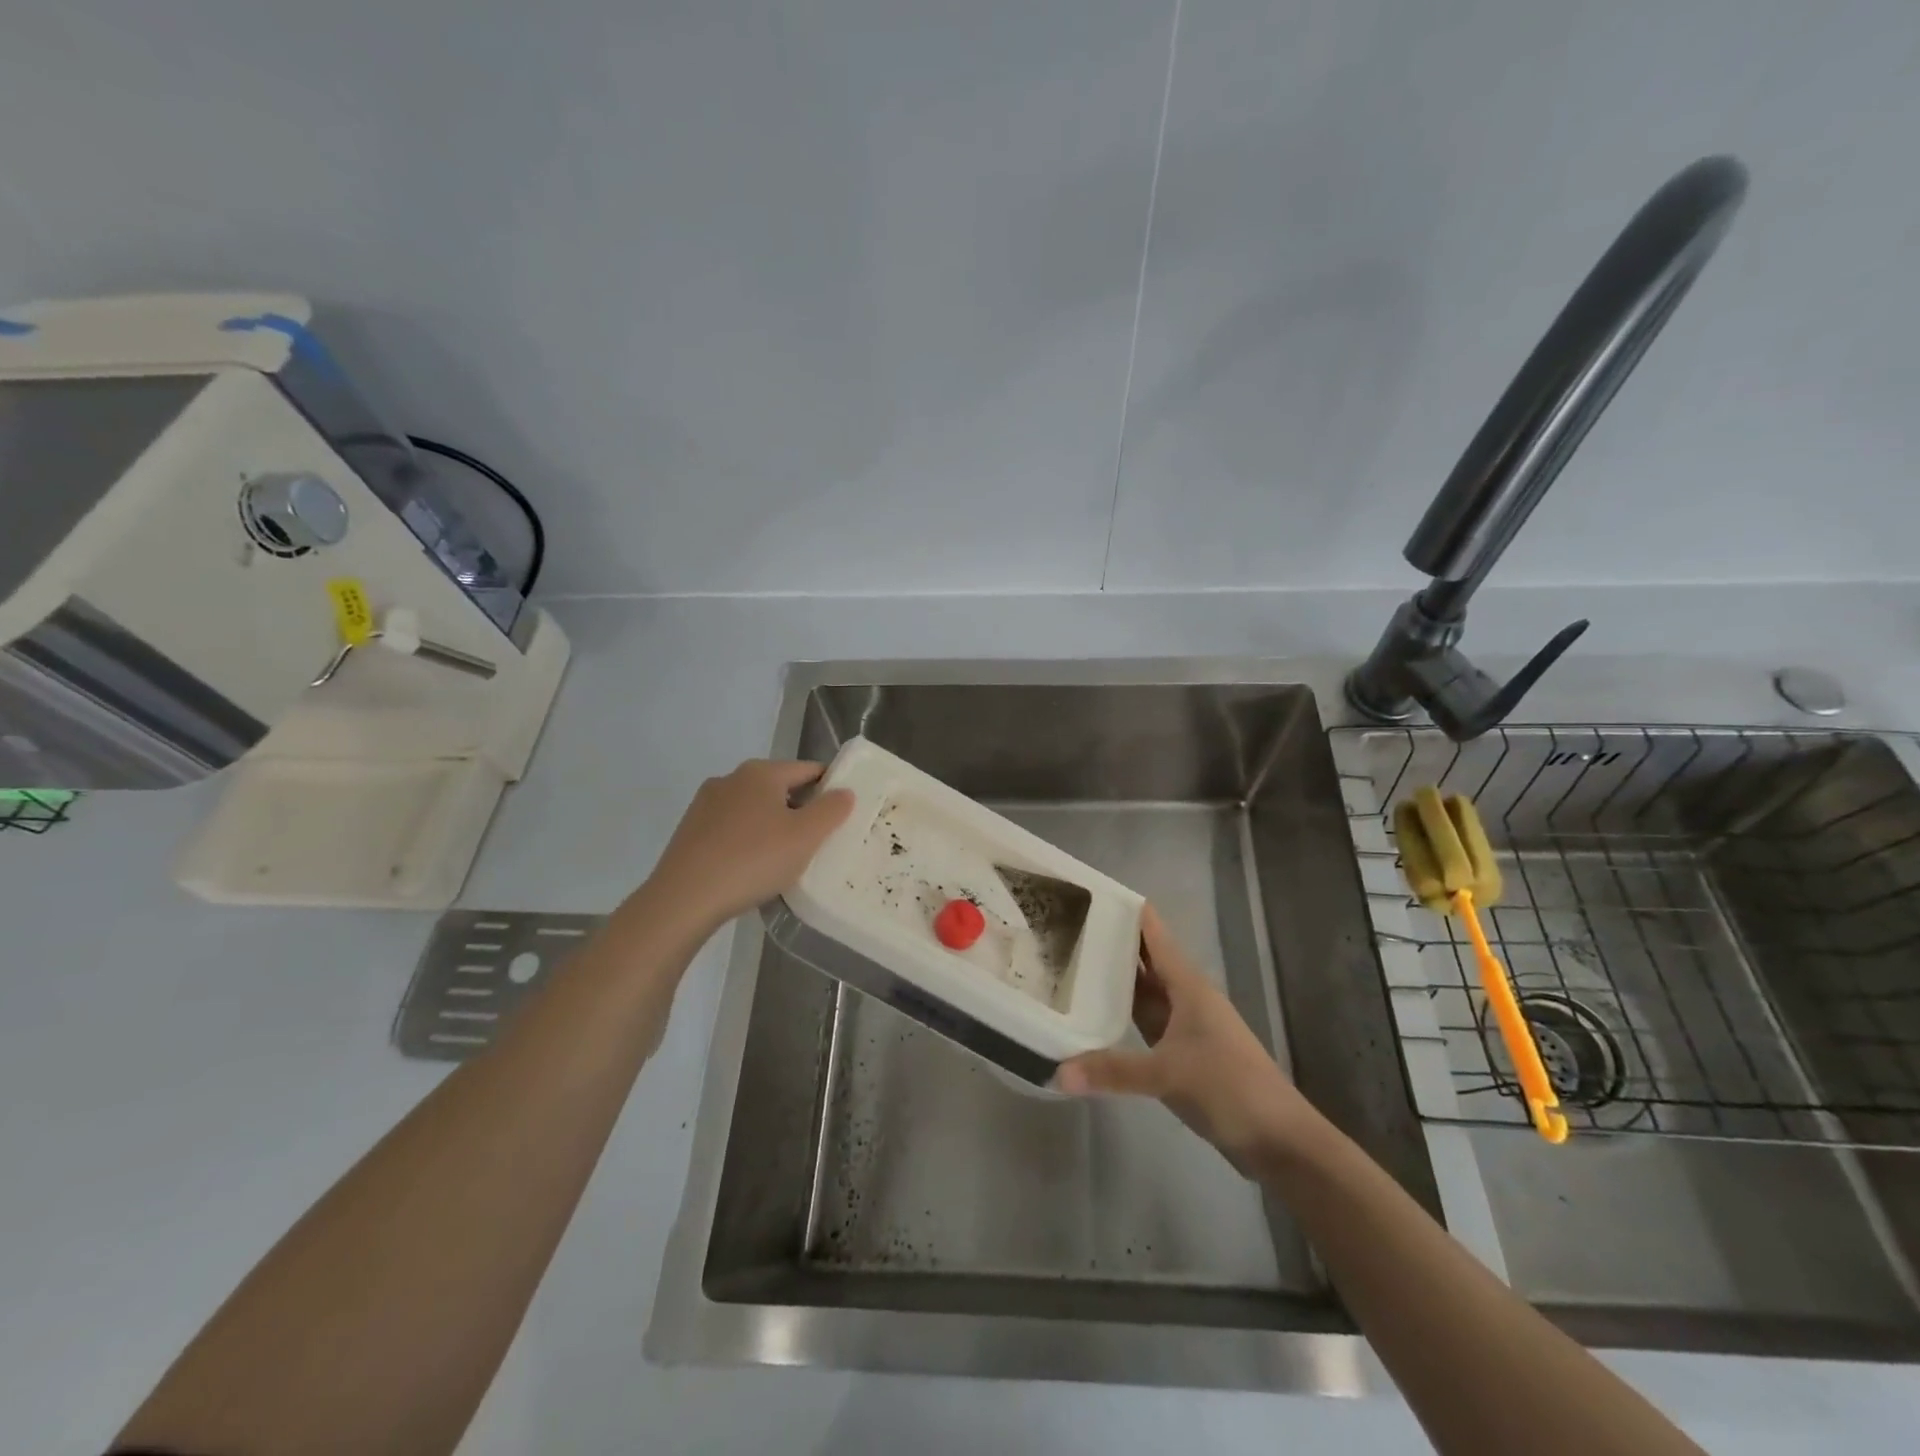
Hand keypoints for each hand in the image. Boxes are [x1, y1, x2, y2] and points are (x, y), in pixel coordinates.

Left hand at [646, 759, 853, 931]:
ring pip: (754, 809)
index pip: (808, 770)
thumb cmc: (753, 860)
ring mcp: (705, 804)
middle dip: (800, 809)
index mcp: (761, 772)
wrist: (684, 899)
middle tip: (817, 841)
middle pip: (779, 788)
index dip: (830, 787)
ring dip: (773, 826)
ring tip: (785, 859)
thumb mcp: (805, 837)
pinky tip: (751, 868)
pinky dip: (747, 841)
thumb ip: (831, 810)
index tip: (842, 814)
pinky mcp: (690, 831)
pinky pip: (731, 828)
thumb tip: (845, 791)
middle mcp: (731, 779)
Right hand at [1054, 905, 1317, 1173]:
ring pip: (1142, 991)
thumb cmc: (1229, 1087)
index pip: (1153, 933)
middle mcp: (1184, 997)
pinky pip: (1143, 1021)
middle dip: (1110, 941)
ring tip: (1070, 960)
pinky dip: (1120, 1014)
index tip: (1088, 892)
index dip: (1126, 910)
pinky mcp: (1179, 1053)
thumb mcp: (1168, 1074)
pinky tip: (1093, 1012)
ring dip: (1113, 977)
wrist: (1278, 1139)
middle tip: (1063, 926)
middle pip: (1143, 959)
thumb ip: (1112, 1071)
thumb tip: (1056, 1073)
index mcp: (1187, 985)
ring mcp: (1182, 1025)